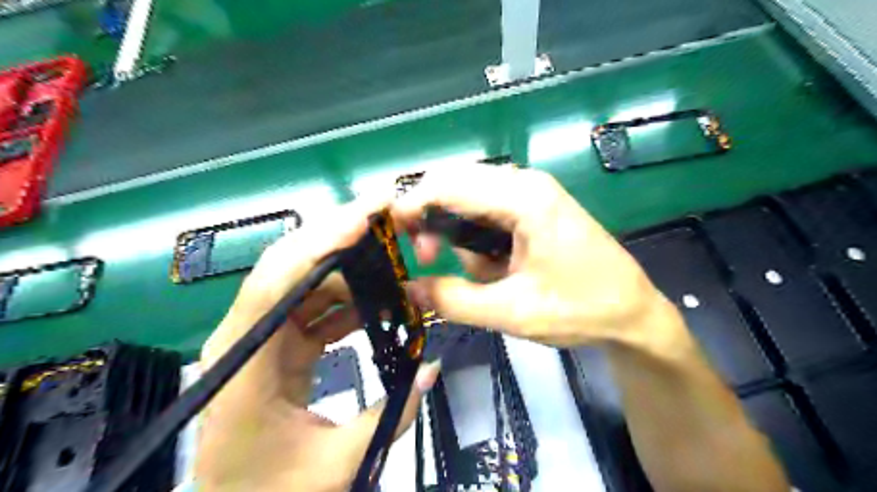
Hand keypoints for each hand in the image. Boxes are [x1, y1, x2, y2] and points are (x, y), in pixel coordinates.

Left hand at [197, 200, 438, 491]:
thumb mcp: (337, 464)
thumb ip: (391, 415)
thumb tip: (432, 367)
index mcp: (246, 364)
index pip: (277, 282)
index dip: (321, 242)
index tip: (367, 217)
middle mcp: (246, 339)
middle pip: (289, 266)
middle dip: (338, 236)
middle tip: (387, 216)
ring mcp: (262, 340)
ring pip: (304, 283)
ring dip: (347, 266)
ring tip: (391, 257)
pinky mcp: (278, 348)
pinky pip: (313, 308)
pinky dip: (346, 298)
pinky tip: (376, 299)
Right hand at [390, 163, 673, 346]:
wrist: (633, 313)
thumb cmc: (582, 310)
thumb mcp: (513, 312)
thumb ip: (455, 301)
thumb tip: (409, 289)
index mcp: (524, 198)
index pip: (449, 184)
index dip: (412, 205)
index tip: (392, 236)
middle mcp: (525, 183)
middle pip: (455, 185)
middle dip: (434, 222)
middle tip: (432, 262)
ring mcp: (530, 193)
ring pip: (467, 201)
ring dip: (459, 237)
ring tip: (484, 277)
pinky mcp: (532, 208)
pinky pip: (485, 213)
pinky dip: (476, 240)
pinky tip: (496, 269)